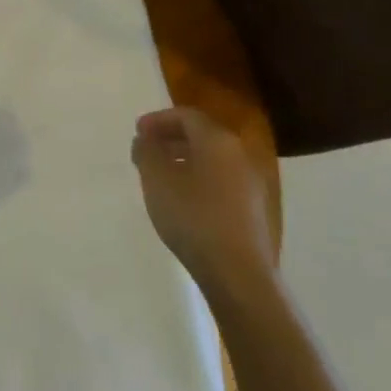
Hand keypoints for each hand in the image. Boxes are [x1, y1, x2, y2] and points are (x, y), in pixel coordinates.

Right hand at [132, 106, 274, 297]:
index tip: (137, 132)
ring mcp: (250, 183)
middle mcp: (239, 154)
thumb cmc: (193, 217)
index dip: (158, 120)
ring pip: (212, 159)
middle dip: (171, 138)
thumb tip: (145, 140)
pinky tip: (184, 200)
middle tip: (147, 150)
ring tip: (161, 176)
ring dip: (185, 159)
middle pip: (201, 135)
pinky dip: (199, 179)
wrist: (239, 274)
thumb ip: (146, 152)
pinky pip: (221, 180)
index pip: (186, 115)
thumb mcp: (157, 180)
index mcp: (217, 140)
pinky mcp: (253, 209)